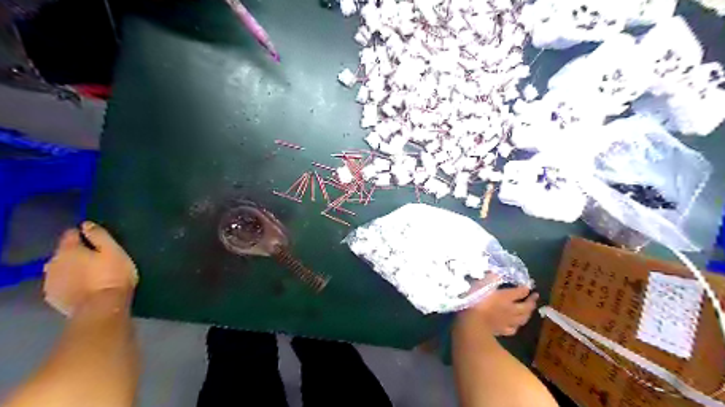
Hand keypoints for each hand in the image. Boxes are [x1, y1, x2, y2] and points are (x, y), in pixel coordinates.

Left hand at [43, 222, 136, 314]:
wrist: (102, 306)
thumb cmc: (113, 275)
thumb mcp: (114, 251)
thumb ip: (99, 236)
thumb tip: (86, 224)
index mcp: (69, 250)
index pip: (70, 234)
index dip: (82, 234)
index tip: (95, 237)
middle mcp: (53, 263)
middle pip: (63, 252)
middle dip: (76, 253)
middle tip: (96, 257)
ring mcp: (51, 281)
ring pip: (60, 268)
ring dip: (71, 268)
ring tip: (89, 273)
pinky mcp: (53, 297)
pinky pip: (60, 283)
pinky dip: (68, 282)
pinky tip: (82, 285)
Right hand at [458, 284, 537, 335]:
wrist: (471, 322)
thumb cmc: (475, 300)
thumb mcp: (481, 284)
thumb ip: (491, 277)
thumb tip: (497, 272)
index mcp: (506, 296)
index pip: (520, 292)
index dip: (525, 288)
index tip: (528, 285)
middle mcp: (511, 309)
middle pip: (526, 306)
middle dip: (532, 301)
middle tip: (535, 296)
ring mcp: (507, 321)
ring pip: (523, 319)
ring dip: (527, 314)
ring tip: (529, 311)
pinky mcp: (502, 331)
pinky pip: (513, 329)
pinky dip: (516, 326)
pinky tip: (515, 325)